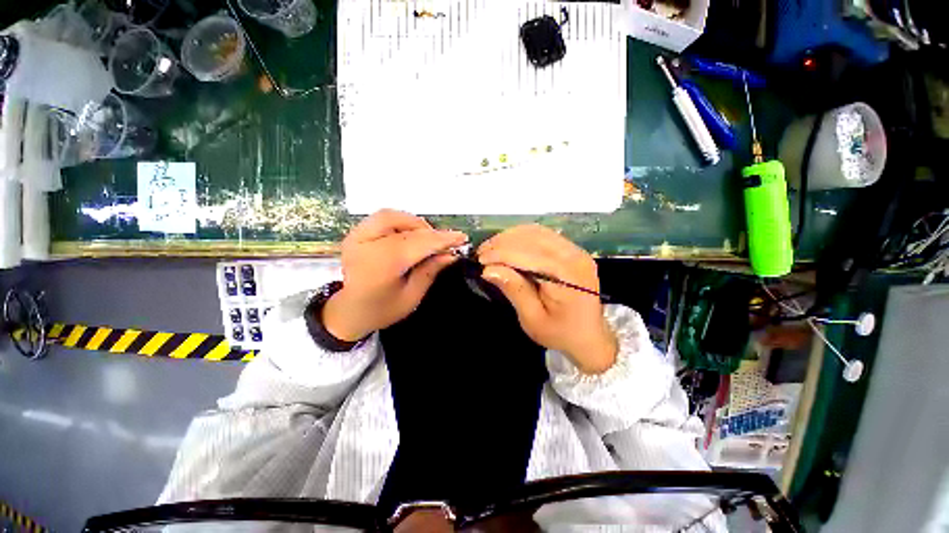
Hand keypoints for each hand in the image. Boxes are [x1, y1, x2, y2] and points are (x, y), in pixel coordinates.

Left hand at [323, 209, 467, 340]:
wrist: (349, 311)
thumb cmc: (382, 309)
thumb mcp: (412, 296)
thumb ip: (430, 271)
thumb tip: (451, 254)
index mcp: (380, 266)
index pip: (417, 243)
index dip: (442, 239)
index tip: (462, 238)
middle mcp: (365, 245)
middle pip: (405, 226)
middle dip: (429, 232)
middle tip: (444, 243)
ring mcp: (356, 236)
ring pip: (392, 216)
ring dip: (414, 224)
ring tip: (427, 239)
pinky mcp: (355, 233)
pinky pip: (382, 218)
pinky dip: (400, 222)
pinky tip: (409, 235)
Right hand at [478, 225, 617, 373]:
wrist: (589, 336)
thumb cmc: (560, 333)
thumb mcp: (533, 319)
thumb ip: (514, 290)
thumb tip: (489, 270)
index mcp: (568, 276)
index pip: (529, 255)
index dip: (501, 254)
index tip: (480, 260)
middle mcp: (574, 256)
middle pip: (532, 238)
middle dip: (502, 243)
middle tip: (481, 253)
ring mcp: (575, 250)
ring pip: (536, 232)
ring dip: (510, 237)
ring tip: (491, 248)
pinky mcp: (571, 250)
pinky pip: (543, 234)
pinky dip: (521, 236)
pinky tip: (508, 244)